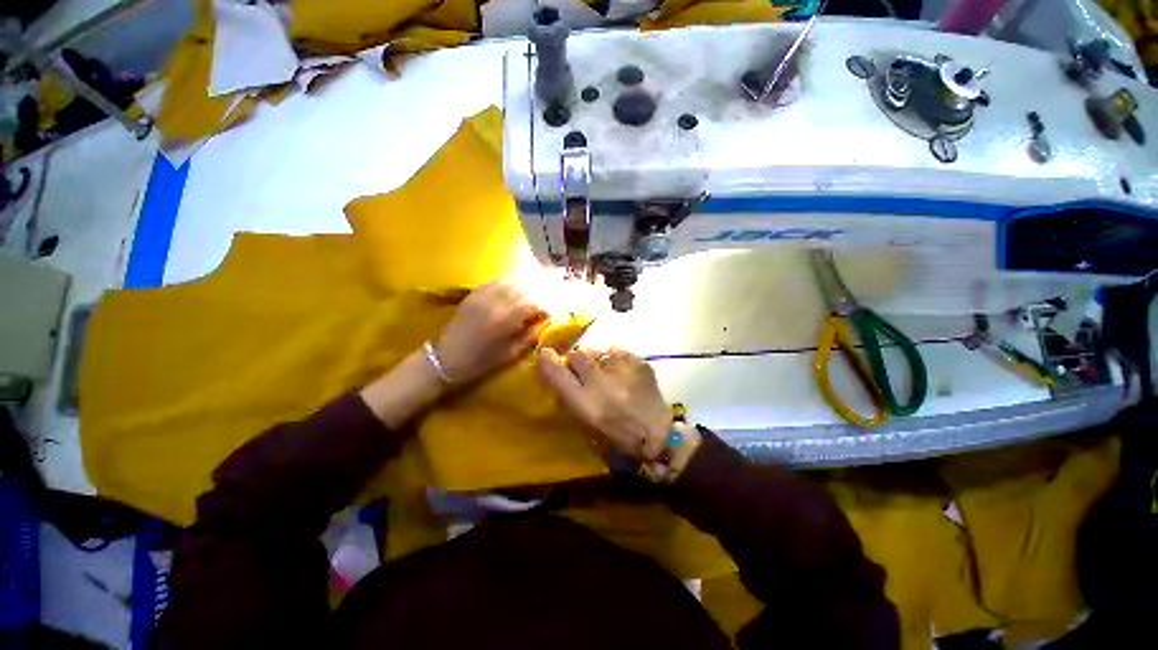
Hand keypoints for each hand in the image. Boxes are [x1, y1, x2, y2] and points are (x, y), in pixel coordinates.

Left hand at [435, 282, 547, 384]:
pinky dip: (512, 281)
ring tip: (540, 283)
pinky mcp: (475, 293)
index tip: (554, 308)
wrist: (445, 358)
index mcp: (505, 320)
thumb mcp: (510, 354)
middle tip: (553, 291)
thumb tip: (545, 322)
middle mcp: (496, 303)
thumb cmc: (480, 362)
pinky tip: (519, 283)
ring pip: (512, 281)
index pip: (534, 302)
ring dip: (528, 281)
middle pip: (525, 287)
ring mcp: (483, 295)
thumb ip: (530, 335)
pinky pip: (497, 281)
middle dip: (542, 288)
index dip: (548, 303)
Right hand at [537, 347, 671, 461]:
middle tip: (582, 365)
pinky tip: (622, 371)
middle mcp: (602, 386)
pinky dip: (616, 359)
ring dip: (597, 358)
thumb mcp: (587, 422)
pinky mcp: (640, 364)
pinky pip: (618, 351)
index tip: (546, 353)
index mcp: (586, 407)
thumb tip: (558, 366)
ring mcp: (623, 373)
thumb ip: (571, 395)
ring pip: (599, 351)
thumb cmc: (617, 435)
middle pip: (578, 356)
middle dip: (576, 358)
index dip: (549, 362)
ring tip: (607, 370)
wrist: (657, 436)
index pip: (558, 376)